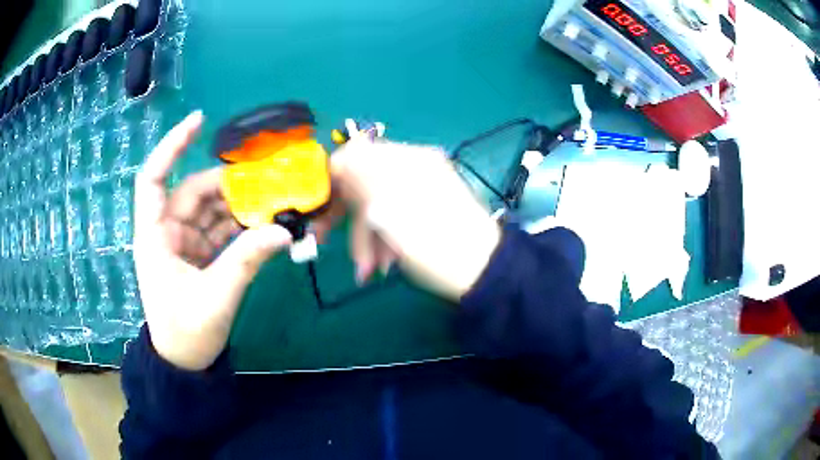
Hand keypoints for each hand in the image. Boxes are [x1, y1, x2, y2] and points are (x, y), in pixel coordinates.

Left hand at [133, 112, 291, 370]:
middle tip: (266, 182)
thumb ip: (246, 260)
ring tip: (273, 204)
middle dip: (227, 186)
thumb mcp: (215, 297)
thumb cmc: (186, 332)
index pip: (155, 178)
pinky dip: (240, 226)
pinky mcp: (198, 255)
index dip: (173, 146)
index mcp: (155, 235)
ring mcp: (183, 243)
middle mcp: (166, 231)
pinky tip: (264, 226)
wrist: (184, 363)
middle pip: (194, 193)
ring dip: (239, 207)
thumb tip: (283, 232)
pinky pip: (220, 230)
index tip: (200, 121)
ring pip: (210, 210)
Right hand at [319, 125, 501, 298]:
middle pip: (362, 182)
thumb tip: (338, 156)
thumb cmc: (437, 244)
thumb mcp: (392, 210)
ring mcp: (419, 188)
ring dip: (365, 237)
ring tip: (369, 269)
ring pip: (375, 205)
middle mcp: (412, 167)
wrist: (484, 272)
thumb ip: (361, 178)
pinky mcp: (424, 208)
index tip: (317, 208)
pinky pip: (392, 217)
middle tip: (323, 241)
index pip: (354, 156)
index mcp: (405, 159)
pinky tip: (384, 264)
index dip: (331, 180)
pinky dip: (383, 240)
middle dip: (346, 217)